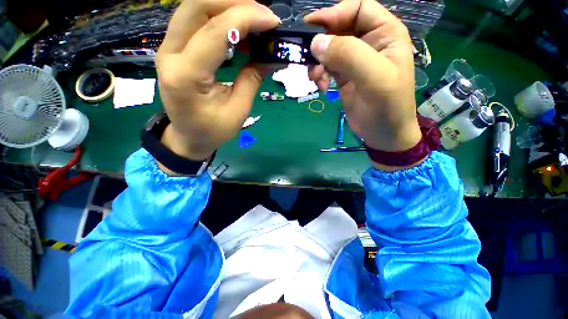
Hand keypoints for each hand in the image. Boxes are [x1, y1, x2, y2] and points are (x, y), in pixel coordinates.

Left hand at [156, 0, 279, 162]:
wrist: (187, 137)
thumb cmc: (213, 130)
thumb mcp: (238, 110)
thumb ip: (252, 79)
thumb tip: (271, 56)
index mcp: (187, 75)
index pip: (217, 31)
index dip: (247, 18)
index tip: (272, 21)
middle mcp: (170, 54)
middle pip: (197, 6)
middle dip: (234, 3)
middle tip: (262, 16)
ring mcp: (167, 49)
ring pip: (194, 8)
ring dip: (226, 7)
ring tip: (252, 20)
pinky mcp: (173, 49)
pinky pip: (194, 21)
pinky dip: (217, 17)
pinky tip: (236, 29)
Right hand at [306, 0, 421, 157]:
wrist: (383, 134)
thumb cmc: (387, 107)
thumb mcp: (374, 78)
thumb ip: (348, 55)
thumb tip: (316, 42)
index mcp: (385, 34)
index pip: (358, 8)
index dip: (335, 14)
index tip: (312, 28)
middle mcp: (369, 43)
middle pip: (339, 29)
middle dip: (322, 43)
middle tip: (308, 58)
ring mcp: (354, 61)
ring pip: (329, 49)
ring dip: (318, 62)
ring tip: (316, 79)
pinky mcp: (343, 78)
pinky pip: (326, 67)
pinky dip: (319, 75)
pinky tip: (321, 87)